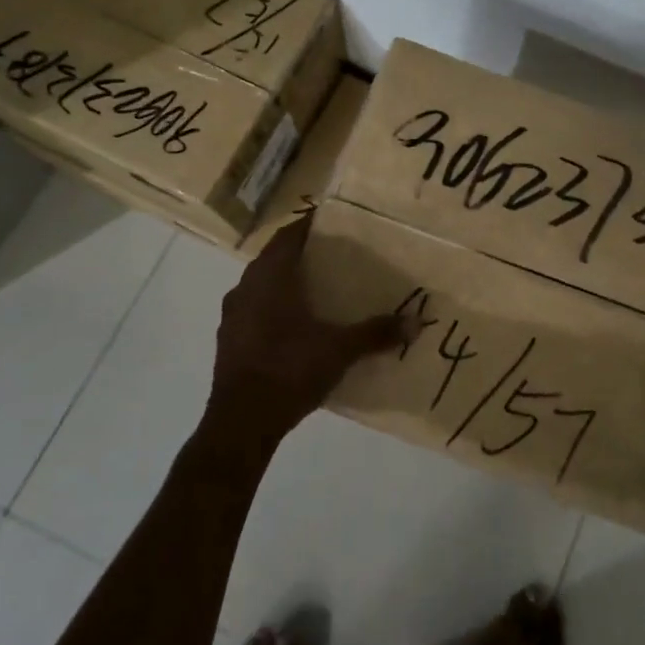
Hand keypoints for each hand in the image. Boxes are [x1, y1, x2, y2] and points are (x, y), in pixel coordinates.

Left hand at [207, 216, 403, 450]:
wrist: (240, 422)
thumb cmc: (289, 369)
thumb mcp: (339, 350)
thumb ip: (376, 333)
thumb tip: (416, 322)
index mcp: (270, 277)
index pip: (288, 235)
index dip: (309, 225)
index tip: (332, 222)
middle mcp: (246, 287)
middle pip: (273, 258)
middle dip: (300, 254)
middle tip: (332, 255)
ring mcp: (232, 315)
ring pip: (261, 285)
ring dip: (284, 282)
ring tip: (316, 288)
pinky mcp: (228, 341)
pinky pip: (253, 310)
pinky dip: (273, 308)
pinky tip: (294, 325)